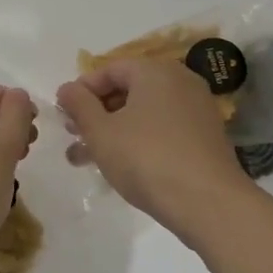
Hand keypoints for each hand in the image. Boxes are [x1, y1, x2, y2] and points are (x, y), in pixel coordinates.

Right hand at [57, 58, 251, 232]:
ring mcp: (197, 110)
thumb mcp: (101, 132)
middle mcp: (180, 82)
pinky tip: (121, 166)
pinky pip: (163, 129)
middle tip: (73, 136)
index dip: (82, 90)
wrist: (209, 203)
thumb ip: (79, 105)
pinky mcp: (205, 137)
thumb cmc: (146, 159)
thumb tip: (66, 88)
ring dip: (113, 131)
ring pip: (144, 113)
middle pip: (128, 90)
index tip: (63, 115)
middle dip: (96, 113)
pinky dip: (139, 140)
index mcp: (155, 71)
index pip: (110, 69)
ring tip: (85, 159)